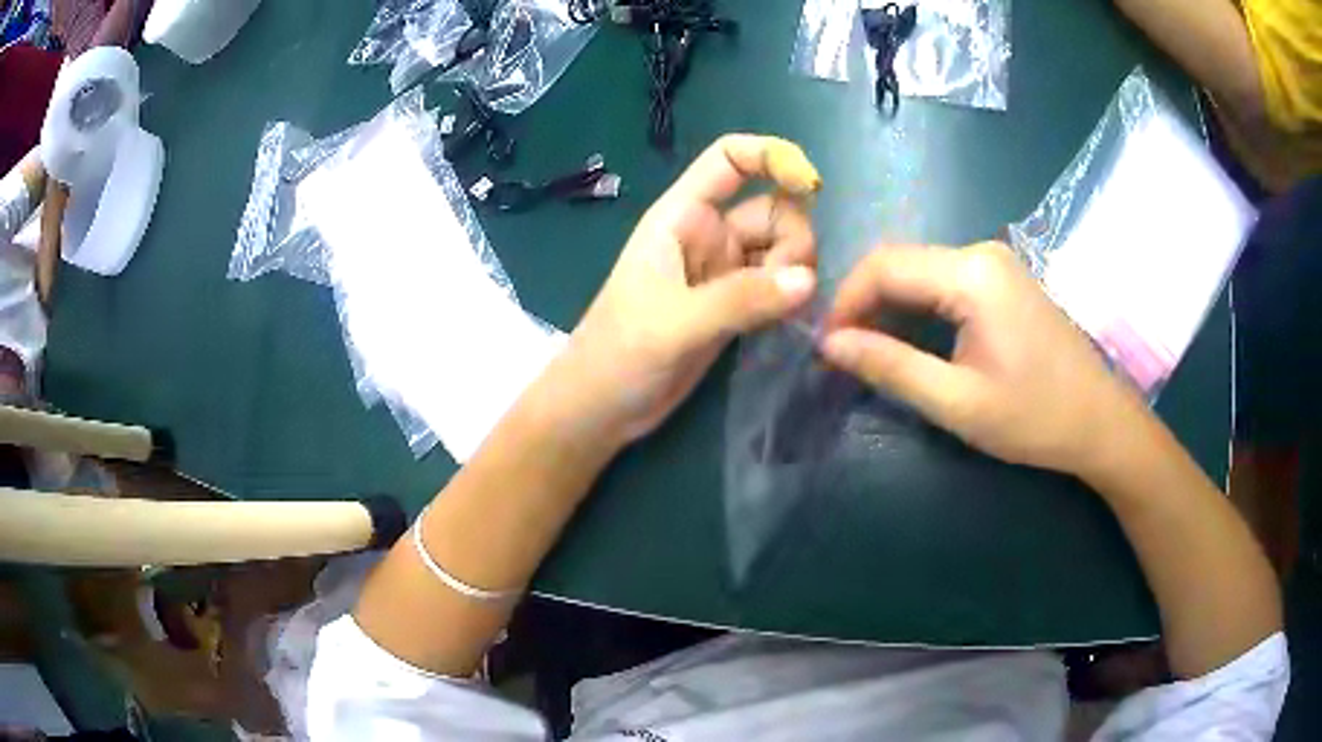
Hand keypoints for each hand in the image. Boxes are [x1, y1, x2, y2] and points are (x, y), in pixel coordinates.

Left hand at [562, 135, 821, 442]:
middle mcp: (708, 236)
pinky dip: (791, 296)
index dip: (771, 157)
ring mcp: (723, 272)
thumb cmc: (618, 354)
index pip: (729, 159)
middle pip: (773, 208)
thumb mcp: (674, 323)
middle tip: (785, 288)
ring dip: (796, 272)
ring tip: (784, 312)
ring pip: (782, 249)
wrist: (601, 408)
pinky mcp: (735, 307)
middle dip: (792, 239)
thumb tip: (808, 280)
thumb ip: (740, 299)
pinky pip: (777, 286)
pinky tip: (793, 320)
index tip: (811, 185)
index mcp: (681, 217)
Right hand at [820, 242, 1149, 476]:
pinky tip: (909, 341)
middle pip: (901, 263)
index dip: (844, 301)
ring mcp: (995, 263)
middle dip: (863, 304)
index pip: (885, 266)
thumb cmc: (1035, 418)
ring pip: (920, 272)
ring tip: (868, 352)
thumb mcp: (957, 401)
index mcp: (972, 273)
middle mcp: (981, 252)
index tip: (824, 347)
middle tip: (841, 354)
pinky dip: (917, 308)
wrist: (1101, 422)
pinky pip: (944, 281)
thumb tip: (829, 344)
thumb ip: (890, 367)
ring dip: (888, 307)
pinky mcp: (1003, 279)